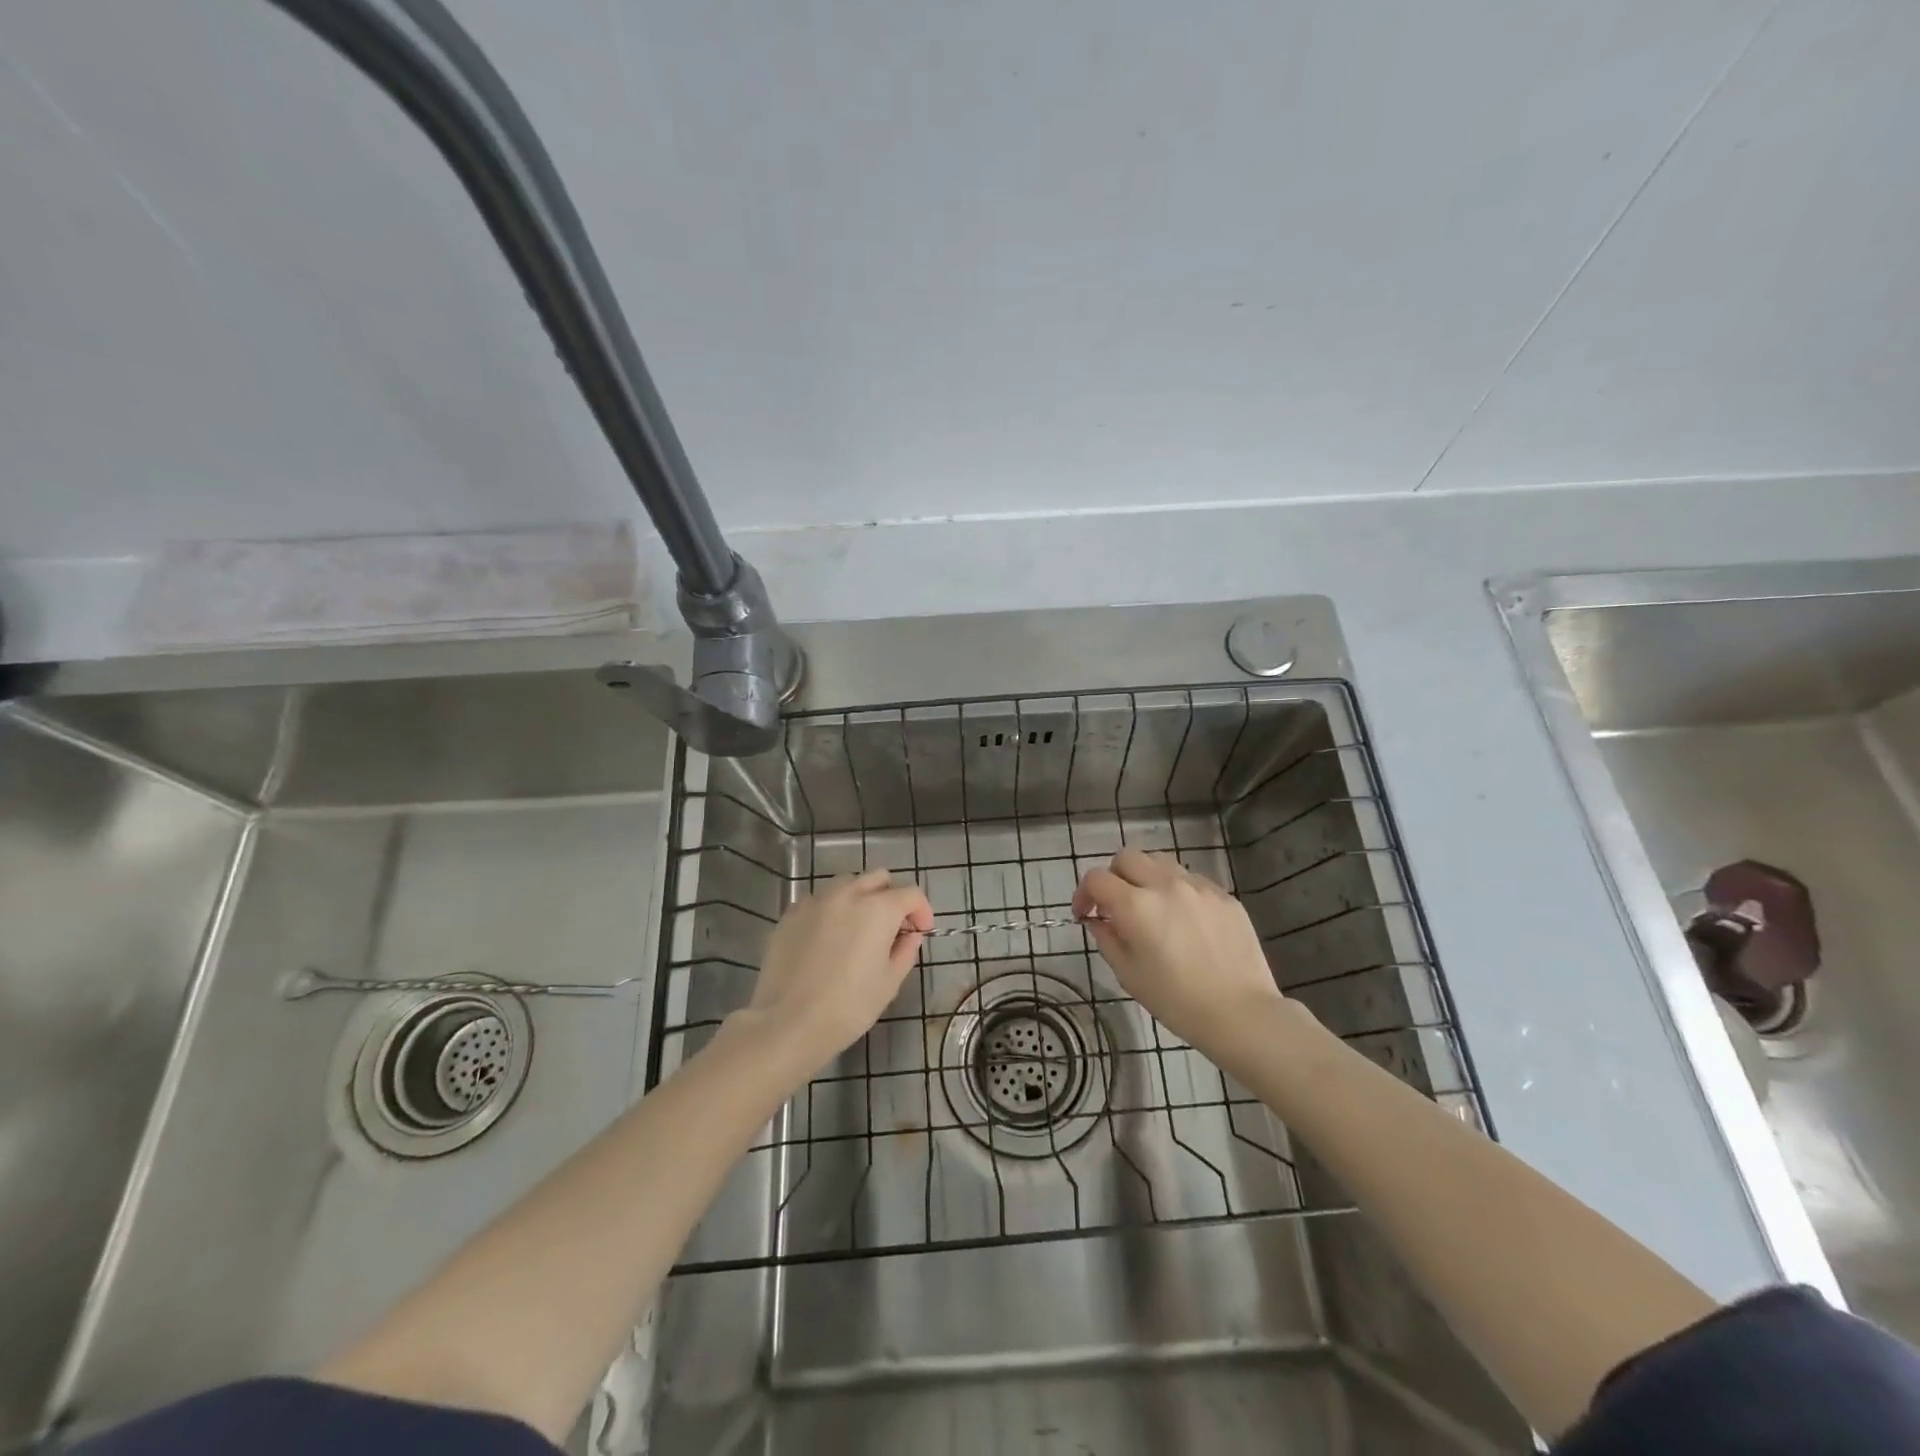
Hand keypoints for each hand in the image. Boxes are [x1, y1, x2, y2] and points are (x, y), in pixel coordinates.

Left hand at [744, 869, 932, 1068]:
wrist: (788, 1023)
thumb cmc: (848, 1007)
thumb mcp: (890, 983)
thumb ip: (905, 950)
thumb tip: (910, 934)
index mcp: (878, 909)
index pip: (911, 893)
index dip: (922, 911)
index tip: (920, 932)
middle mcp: (847, 894)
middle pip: (879, 878)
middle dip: (892, 897)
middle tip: (892, 927)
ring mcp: (815, 901)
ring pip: (847, 884)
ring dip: (861, 899)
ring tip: (858, 930)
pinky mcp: (791, 914)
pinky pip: (819, 901)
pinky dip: (832, 910)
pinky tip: (827, 940)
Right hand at [1072, 848, 1284, 1053]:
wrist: (1242, 1014)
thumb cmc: (1177, 1001)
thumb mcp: (1129, 975)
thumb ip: (1107, 939)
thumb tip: (1099, 920)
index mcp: (1136, 906)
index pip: (1096, 878)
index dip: (1084, 893)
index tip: (1086, 914)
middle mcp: (1165, 885)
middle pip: (1127, 857)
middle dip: (1114, 877)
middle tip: (1116, 905)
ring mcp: (1198, 886)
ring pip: (1160, 862)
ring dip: (1146, 878)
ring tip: (1151, 907)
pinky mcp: (1224, 895)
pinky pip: (1191, 879)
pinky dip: (1177, 890)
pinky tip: (1185, 920)